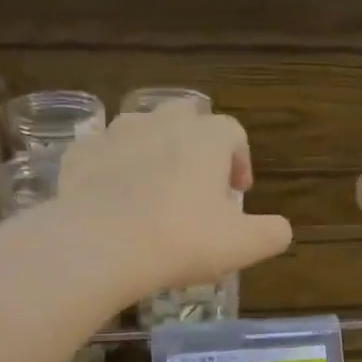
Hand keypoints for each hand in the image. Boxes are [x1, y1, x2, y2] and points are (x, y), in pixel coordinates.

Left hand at [57, 101, 291, 303]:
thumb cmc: (182, 240)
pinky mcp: (80, 154)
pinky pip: (101, 152)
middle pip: (186, 116)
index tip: (238, 193)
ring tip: (154, 188)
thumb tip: (281, 229)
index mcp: (206, 138)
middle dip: (196, 143)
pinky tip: (111, 196)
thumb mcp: (243, 245)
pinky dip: (111, 166)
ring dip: (153, 149)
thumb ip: (272, 233)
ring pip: (141, 128)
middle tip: (197, 183)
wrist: (101, 245)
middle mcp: (162, 123)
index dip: (240, 160)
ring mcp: (116, 134)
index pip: (233, 133)